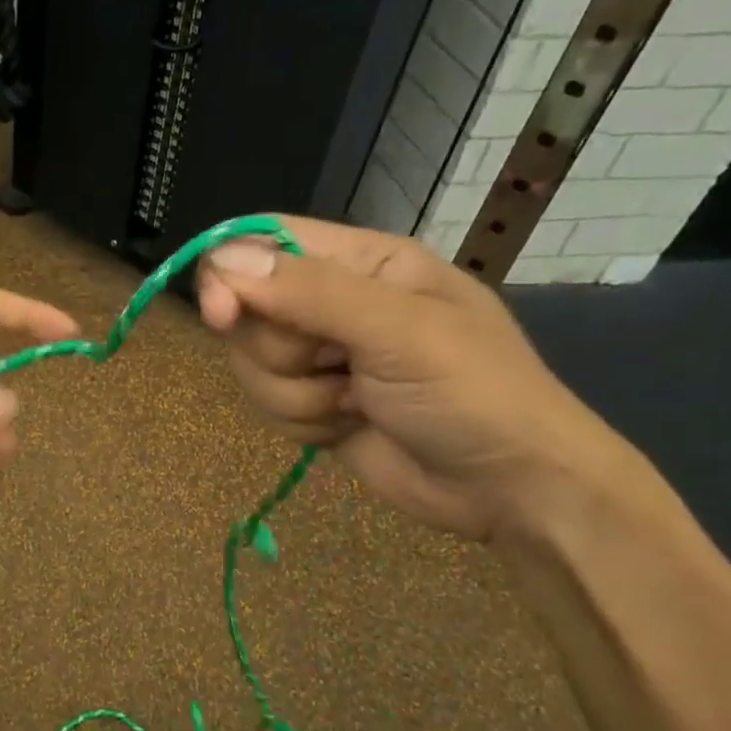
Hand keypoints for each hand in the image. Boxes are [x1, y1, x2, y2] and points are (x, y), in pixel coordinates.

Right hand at [197, 216, 631, 542]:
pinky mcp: (313, 403)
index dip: (230, 272)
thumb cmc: (473, 393)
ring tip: (355, 405)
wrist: (510, 489)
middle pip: (248, 311)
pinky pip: (266, 404)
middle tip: (338, 368)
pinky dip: (302, 423)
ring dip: (297, 396)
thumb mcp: (398, 332)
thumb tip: (222, 262)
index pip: (265, 241)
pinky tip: (348, 426)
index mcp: (362, 262)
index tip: (220, 316)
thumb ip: (309, 293)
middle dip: (283, 353)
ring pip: (252, 364)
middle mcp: (332, 301)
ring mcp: (321, 356)